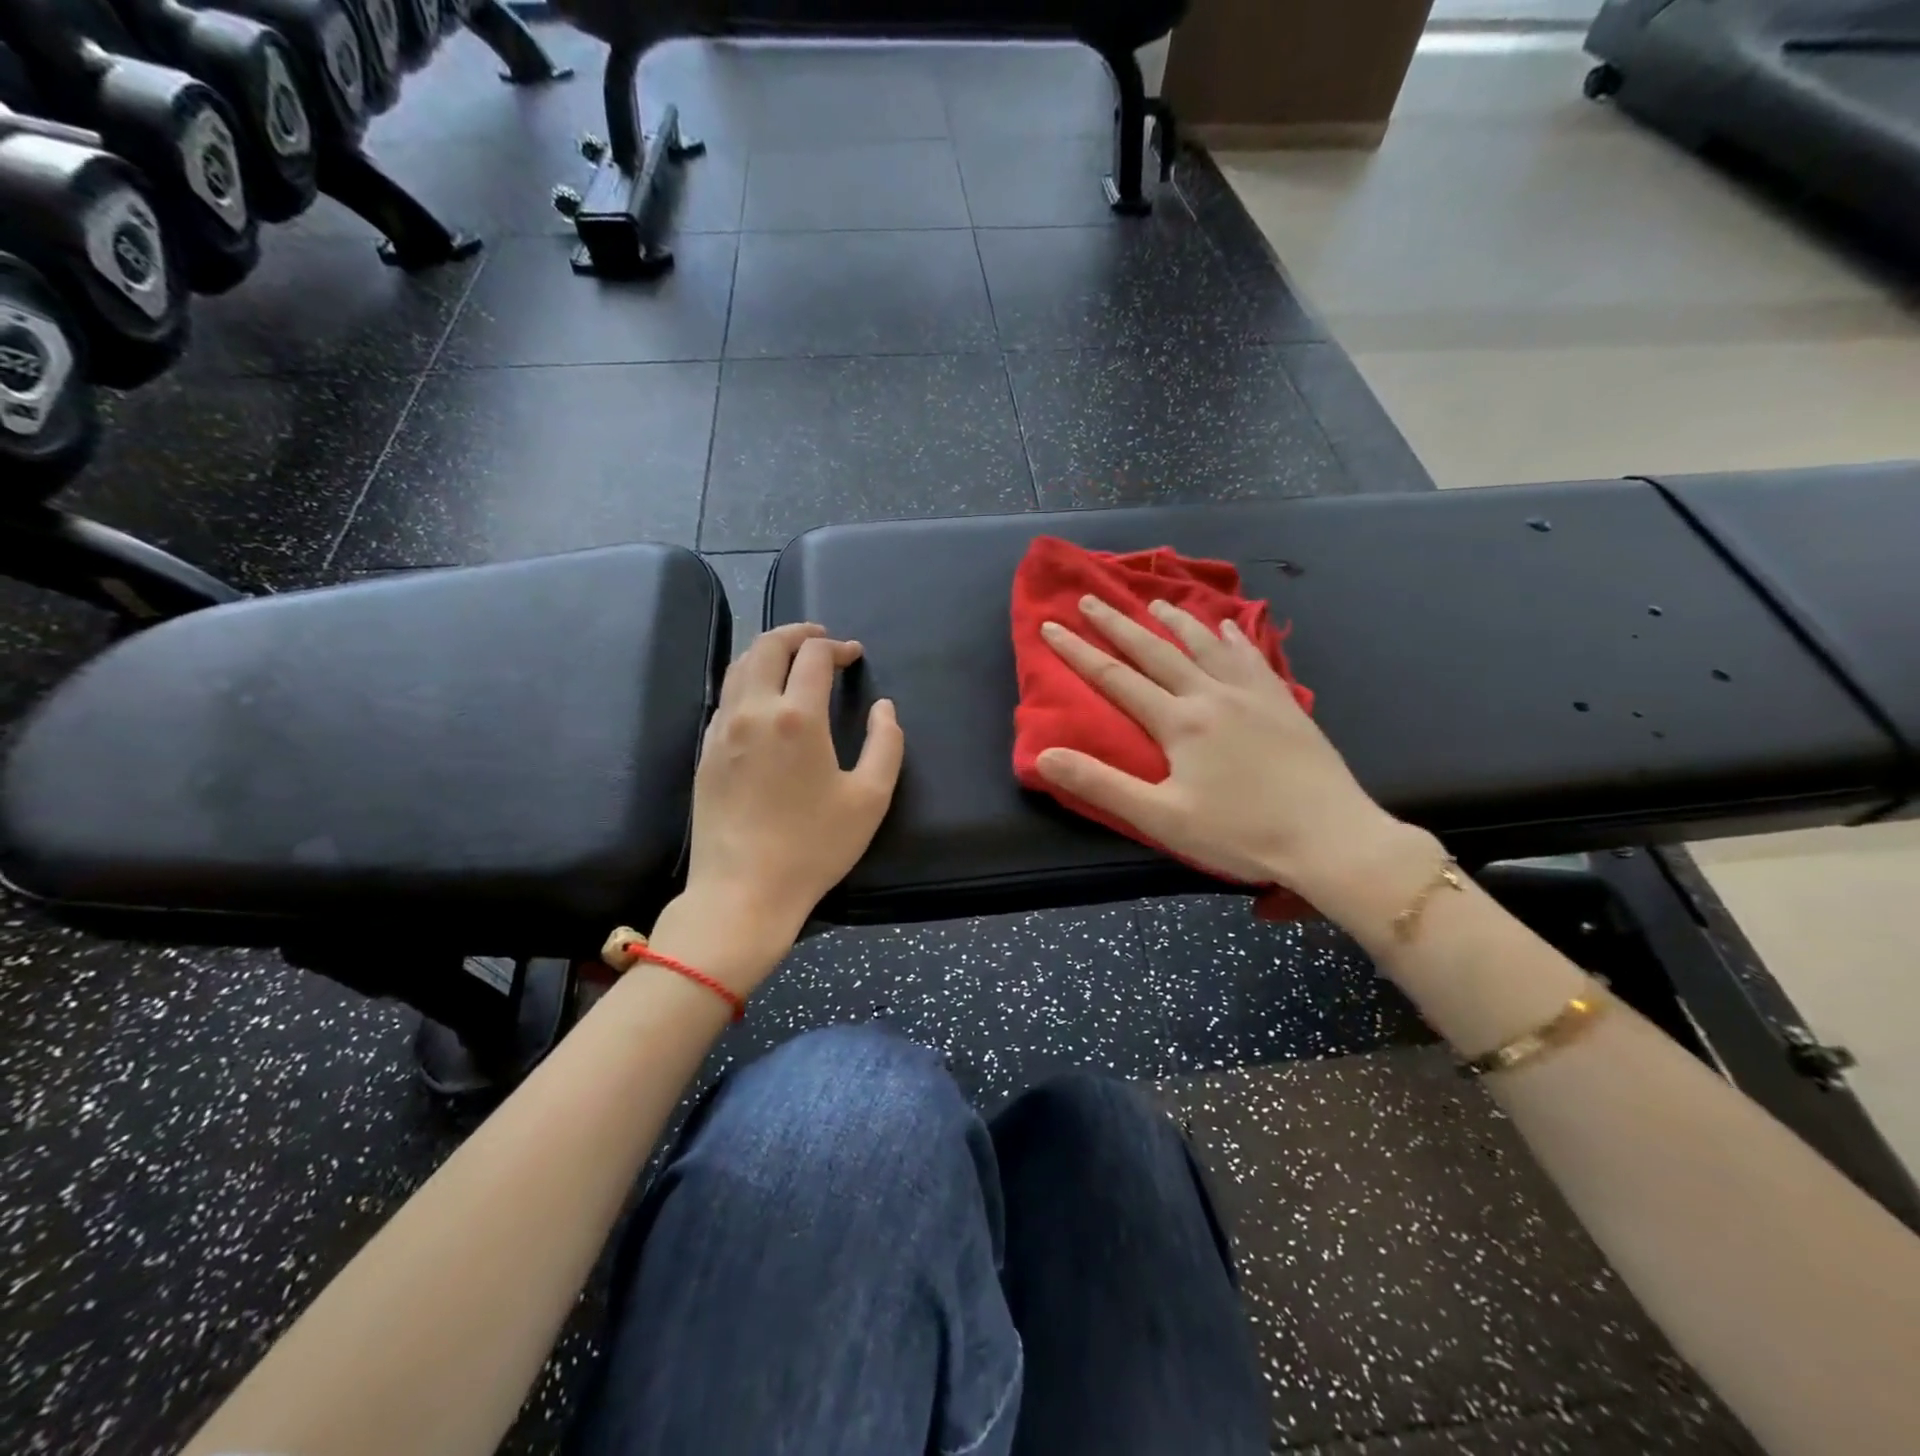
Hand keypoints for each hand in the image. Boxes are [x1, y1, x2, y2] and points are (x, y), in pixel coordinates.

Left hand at [655, 623, 903, 991]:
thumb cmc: (813, 847)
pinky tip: (763, 699)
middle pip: (767, 646)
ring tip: (791, 658)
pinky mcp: (704, 752)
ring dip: (768, 652)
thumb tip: (883, 708)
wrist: (742, 891)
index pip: (814, 657)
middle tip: (820, 638)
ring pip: (739, 667)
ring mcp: (721, 730)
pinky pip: (725, 697)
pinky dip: (748, 680)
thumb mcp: (870, 799)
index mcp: (797, 717)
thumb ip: (886, 744)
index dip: (837, 647)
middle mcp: (753, 711)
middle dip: (797, 634)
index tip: (854, 655)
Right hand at [1035, 594, 1410, 902]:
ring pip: (1205, 644)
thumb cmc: (1240, 833)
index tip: (1050, 626)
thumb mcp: (1161, 818)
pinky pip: (1251, 657)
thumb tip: (1045, 756)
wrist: (1331, 837)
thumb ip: (1101, 784)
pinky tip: (1228, 626)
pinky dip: (1233, 637)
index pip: (1115, 678)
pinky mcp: (1282, 702)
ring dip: (1174, 620)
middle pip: (1155, 651)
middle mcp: (1211, 695)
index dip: (1078, 652)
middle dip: (1118, 624)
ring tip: (1154, 601)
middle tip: (1091, 598)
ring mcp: (1251, 694)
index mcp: (1178, 722)